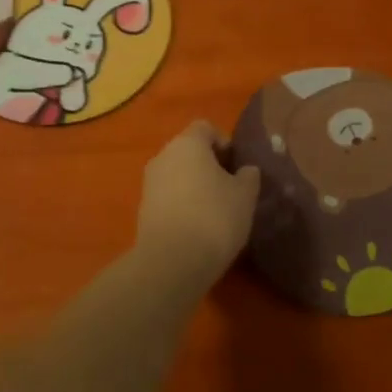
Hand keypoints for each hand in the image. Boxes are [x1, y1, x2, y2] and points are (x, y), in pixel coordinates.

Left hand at [135, 120, 260, 285]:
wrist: (171, 263)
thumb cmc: (214, 217)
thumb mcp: (245, 196)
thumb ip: (248, 176)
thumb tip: (245, 170)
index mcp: (187, 143)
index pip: (206, 128)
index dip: (224, 142)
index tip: (237, 166)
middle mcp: (163, 156)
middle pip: (189, 150)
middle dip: (209, 165)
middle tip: (230, 188)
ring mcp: (149, 183)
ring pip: (177, 174)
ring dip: (195, 186)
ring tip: (215, 211)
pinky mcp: (143, 209)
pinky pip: (168, 197)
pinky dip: (182, 204)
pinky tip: (198, 227)